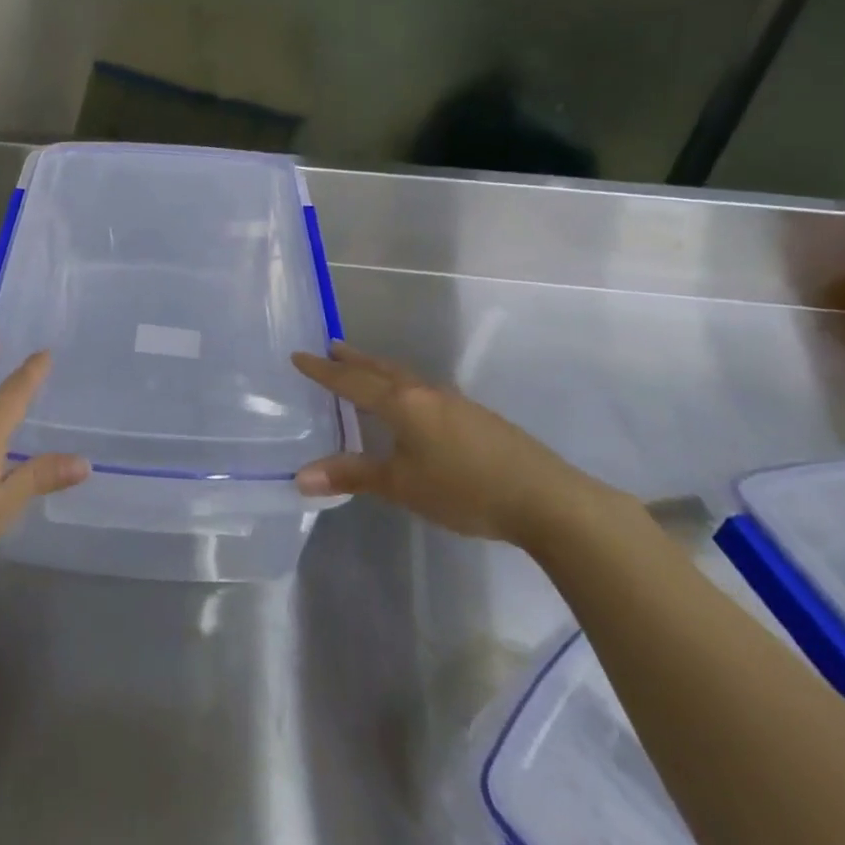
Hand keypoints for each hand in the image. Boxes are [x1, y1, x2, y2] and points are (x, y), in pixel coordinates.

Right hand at [292, 342, 593, 544]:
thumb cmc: (464, 489)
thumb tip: (300, 476)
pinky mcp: (474, 416)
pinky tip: (411, 403)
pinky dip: (402, 386)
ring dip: (378, 369)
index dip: (323, 370)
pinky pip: (423, 390)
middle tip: (330, 346)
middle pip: (380, 369)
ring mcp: (454, 402)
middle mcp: (425, 393)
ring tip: (363, 368)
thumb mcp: (402, 485)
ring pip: (404, 377)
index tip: (298, 355)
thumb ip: (352, 476)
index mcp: (402, 403)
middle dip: (353, 359)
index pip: (352, 381)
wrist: (545, 498)